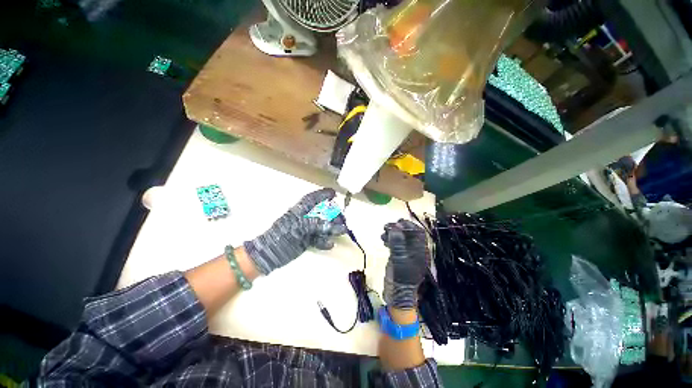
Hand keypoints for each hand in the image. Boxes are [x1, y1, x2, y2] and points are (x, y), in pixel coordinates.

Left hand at [244, 188, 346, 274]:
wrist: (268, 255)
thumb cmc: (281, 236)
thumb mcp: (297, 227)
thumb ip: (314, 224)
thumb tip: (331, 224)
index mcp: (299, 211)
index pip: (312, 199)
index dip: (322, 194)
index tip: (334, 193)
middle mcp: (304, 218)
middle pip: (321, 213)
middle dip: (333, 214)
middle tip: (342, 219)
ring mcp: (306, 230)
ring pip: (322, 226)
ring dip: (332, 228)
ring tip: (340, 231)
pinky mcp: (306, 241)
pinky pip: (319, 239)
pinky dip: (325, 241)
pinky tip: (329, 244)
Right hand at [381, 219, 428, 309]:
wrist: (398, 296)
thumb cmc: (401, 278)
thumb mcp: (399, 259)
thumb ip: (397, 243)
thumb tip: (395, 227)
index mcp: (420, 251)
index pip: (418, 233)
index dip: (409, 225)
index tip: (397, 222)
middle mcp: (415, 251)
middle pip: (409, 234)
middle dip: (399, 228)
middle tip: (387, 226)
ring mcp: (407, 254)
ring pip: (401, 238)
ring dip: (393, 233)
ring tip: (383, 232)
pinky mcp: (399, 258)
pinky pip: (396, 244)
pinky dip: (390, 240)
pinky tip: (383, 240)